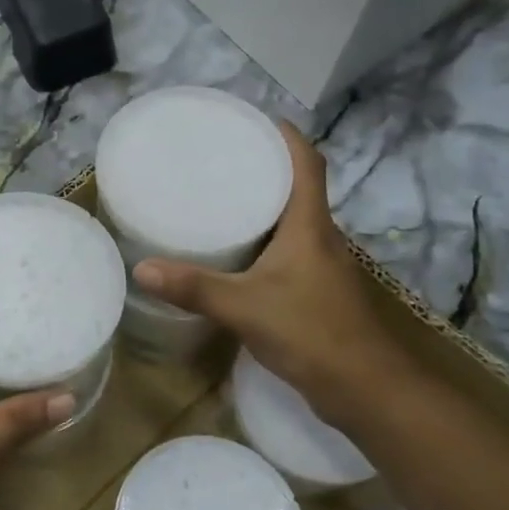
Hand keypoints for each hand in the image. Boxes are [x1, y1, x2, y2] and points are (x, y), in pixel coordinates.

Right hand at [132, 122, 409, 424]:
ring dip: (264, 206)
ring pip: (292, 222)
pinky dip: (264, 242)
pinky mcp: (316, 292)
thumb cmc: (312, 333)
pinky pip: (288, 251)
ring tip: (220, 200)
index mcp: (309, 226)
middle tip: (221, 159)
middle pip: (297, 188)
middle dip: (264, 168)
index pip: (307, 163)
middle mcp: (320, 237)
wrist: (366, 390)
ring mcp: (322, 266)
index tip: (255, 119)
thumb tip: (142, 268)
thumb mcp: (245, 307)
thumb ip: (194, 287)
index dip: (286, 136)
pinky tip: (236, 256)